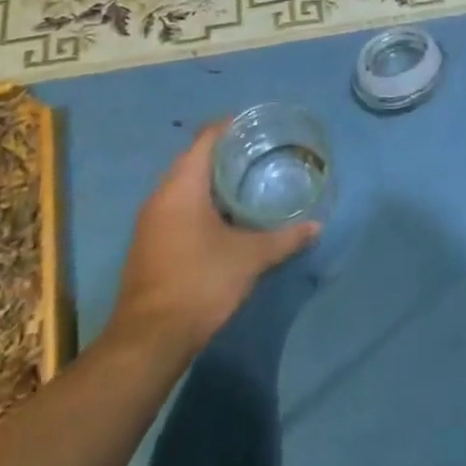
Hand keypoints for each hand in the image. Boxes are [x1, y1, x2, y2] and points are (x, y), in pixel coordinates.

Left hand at [105, 122, 319, 353]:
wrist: (149, 341)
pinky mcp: (148, 246)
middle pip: (192, 160)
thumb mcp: (250, 258)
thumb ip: (285, 239)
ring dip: (210, 180)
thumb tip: (317, 226)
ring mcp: (150, 223)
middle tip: (258, 151)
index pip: (205, 139)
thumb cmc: (201, 283)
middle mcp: (160, 197)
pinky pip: (175, 208)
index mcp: (181, 187)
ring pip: (182, 186)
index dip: (229, 127)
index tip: (254, 124)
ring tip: (245, 180)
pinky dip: (199, 202)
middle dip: (223, 153)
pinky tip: (224, 216)